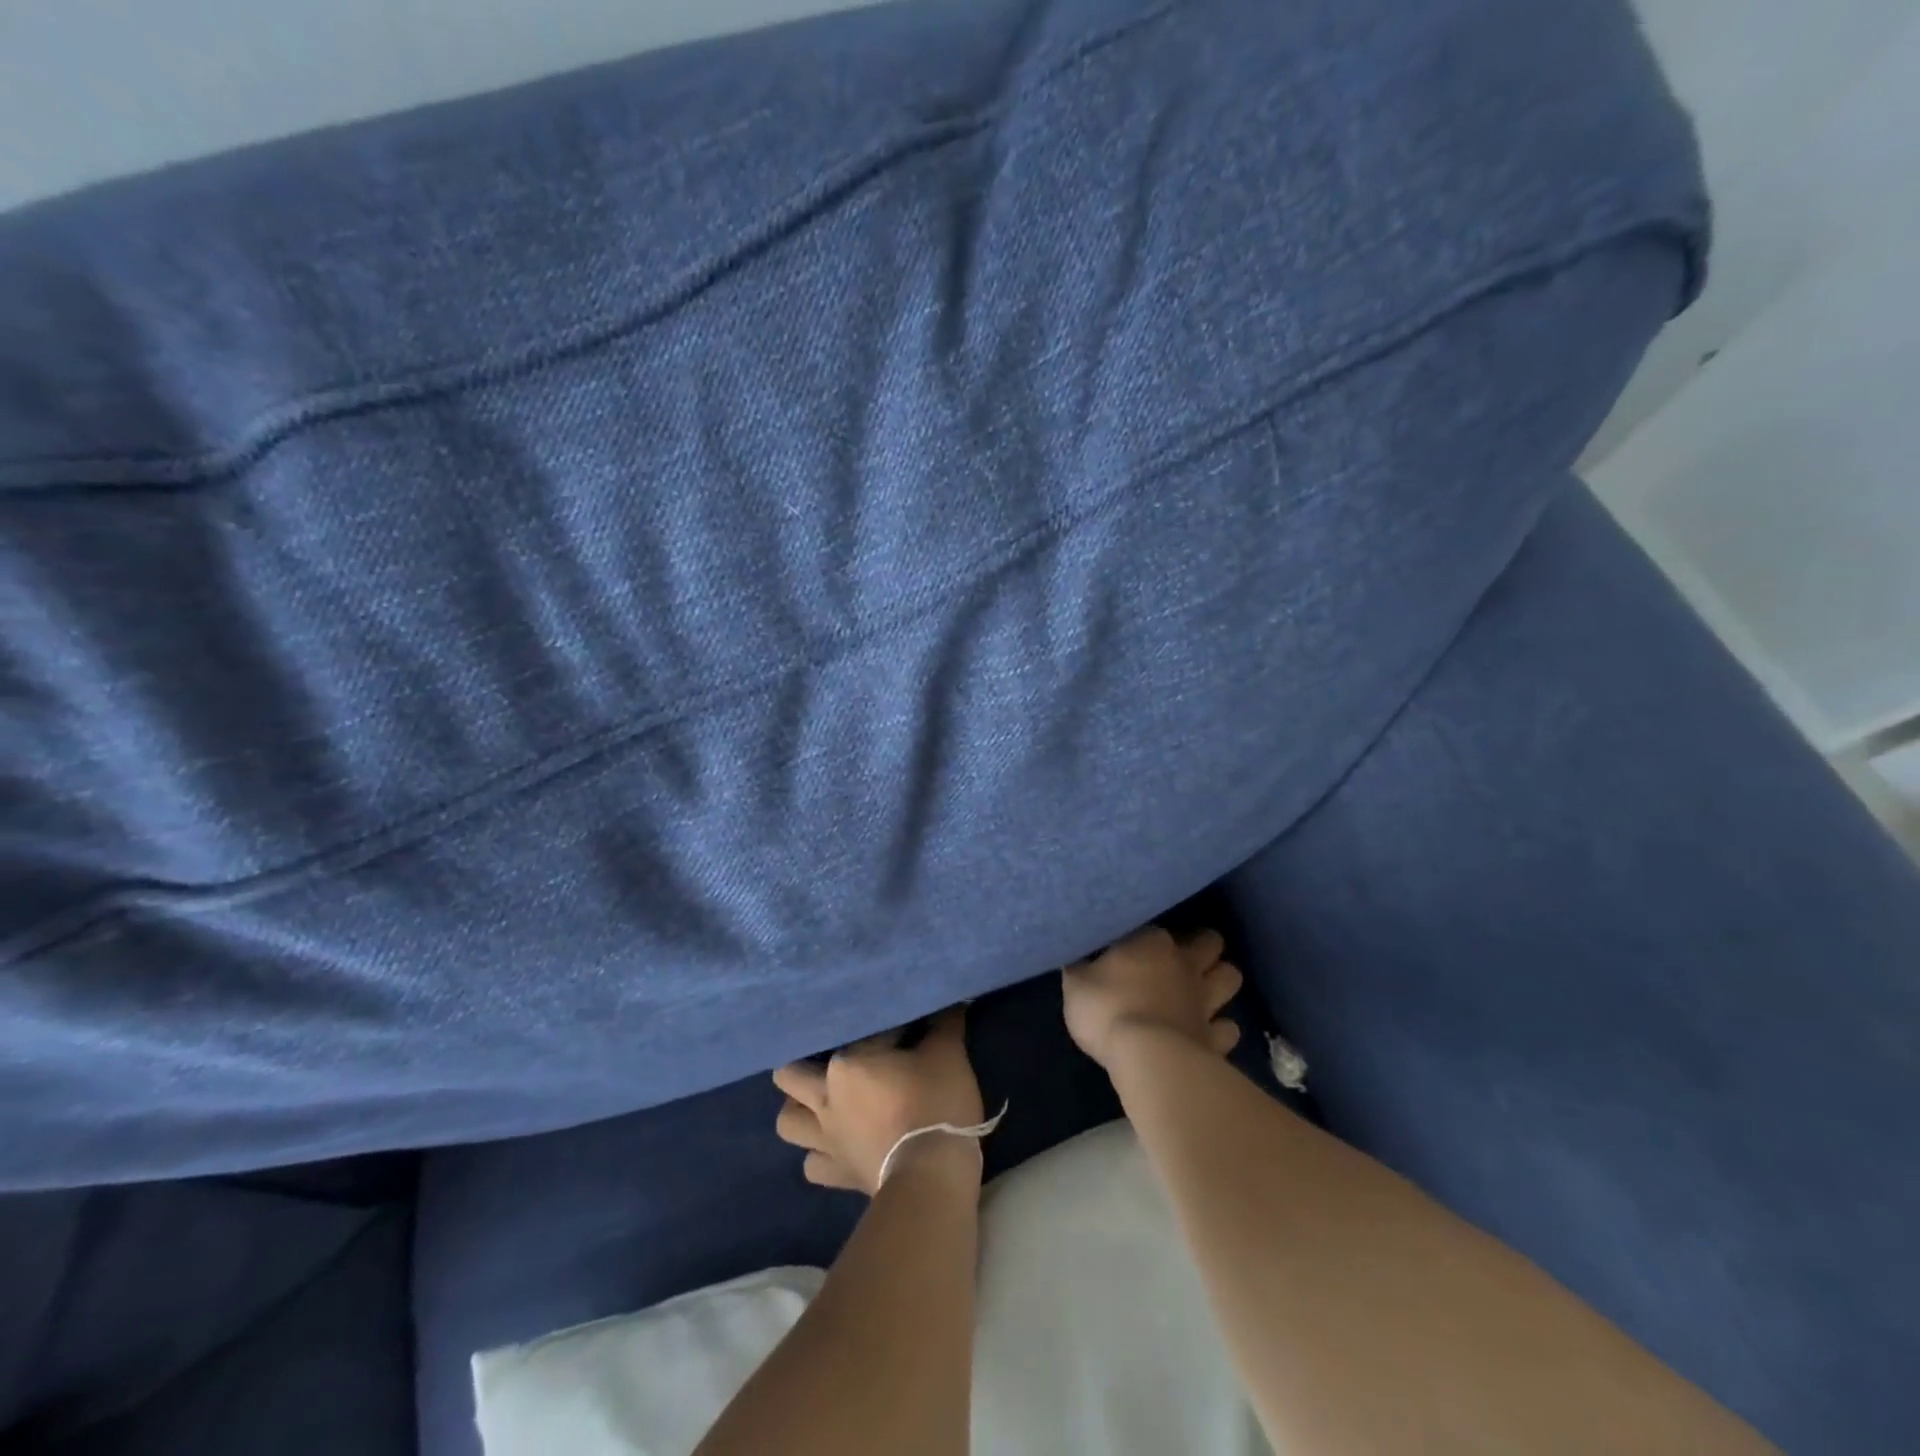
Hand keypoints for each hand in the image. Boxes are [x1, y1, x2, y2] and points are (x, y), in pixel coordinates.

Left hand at [773, 1007, 984, 1196]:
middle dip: (803, 1063)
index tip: (900, 1030)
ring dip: (799, 1110)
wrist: (931, 1177)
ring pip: (787, 1121)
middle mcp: (825, 1097)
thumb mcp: (948, 1054)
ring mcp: (825, 1139)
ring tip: (818, 1102)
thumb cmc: (936, 1105)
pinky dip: (819, 1155)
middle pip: (790, 1074)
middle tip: (830, 1058)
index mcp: (847, 1062)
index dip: (880, 1029)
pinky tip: (835, 1146)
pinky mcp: (835, 1174)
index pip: (859, 1033)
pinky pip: (812, 1164)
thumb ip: (944, 1023)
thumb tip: (950, 1002)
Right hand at [1063, 925, 1242, 1070]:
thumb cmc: (1107, 1010)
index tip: (1138, 947)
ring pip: (1231, 977)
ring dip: (1220, 980)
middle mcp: (1185, 964)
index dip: (1151, 937)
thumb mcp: (1076, 983)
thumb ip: (1081, 966)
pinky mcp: (1216, 1037)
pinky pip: (1229, 1028)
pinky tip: (1209, 1033)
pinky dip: (1222, 1029)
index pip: (1159, 927)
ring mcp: (1206, 1000)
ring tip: (1205, 989)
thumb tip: (1078, 955)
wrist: (1147, 1058)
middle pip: (1211, 942)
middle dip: (1204, 947)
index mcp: (1152, 943)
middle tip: (1186, 957)